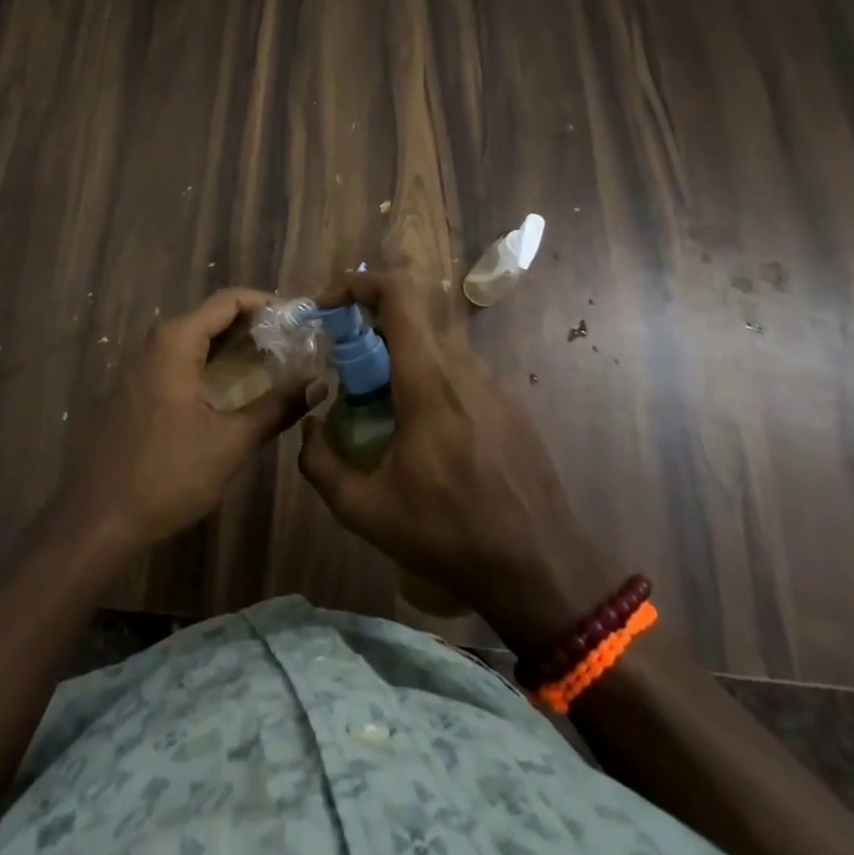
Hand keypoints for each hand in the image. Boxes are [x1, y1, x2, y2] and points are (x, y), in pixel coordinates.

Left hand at [50, 288, 309, 554]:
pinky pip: (181, 362)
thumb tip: (318, 384)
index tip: (301, 319)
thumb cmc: (166, 475)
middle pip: (212, 317)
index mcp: (175, 342)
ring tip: (275, 365)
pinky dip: (212, 365)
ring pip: (196, 341)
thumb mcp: (231, 443)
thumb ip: (277, 408)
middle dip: (256, 327)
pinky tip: (236, 390)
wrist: (96, 519)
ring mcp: (141, 366)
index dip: (268, 304)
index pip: (229, 300)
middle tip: (296, 345)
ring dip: (235, 348)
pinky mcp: (137, 390)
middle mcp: (155, 343)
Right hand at [298, 272, 615, 655]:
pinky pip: (460, 373)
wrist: (544, 571)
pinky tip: (424, 435)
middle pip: (412, 319)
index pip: (398, 295)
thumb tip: (309, 426)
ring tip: (379, 407)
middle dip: (369, 329)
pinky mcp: (511, 407)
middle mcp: (464, 369)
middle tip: (344, 369)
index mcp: (429, 381)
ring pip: (436, 347)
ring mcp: (494, 386)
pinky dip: (429, 380)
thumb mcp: (365, 511)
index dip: (358, 284)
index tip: (327, 306)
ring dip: (399, 358)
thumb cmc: (450, 537)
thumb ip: (320, 464)